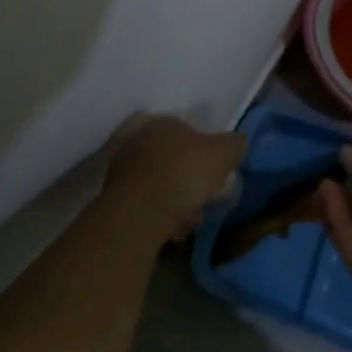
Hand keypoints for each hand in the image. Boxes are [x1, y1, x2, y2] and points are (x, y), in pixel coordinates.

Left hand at [105, 113, 246, 241]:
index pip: (186, 130)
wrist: (139, 214)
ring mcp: (121, 168)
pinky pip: (145, 203)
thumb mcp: (222, 154)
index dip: (204, 152)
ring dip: (174, 199)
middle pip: (171, 158)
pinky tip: (172, 230)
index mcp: (162, 121)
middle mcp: (137, 138)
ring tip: (190, 221)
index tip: (215, 174)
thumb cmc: (184, 174)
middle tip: (204, 198)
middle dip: (188, 179)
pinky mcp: (112, 197)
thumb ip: (234, 144)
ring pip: (158, 182)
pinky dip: (159, 213)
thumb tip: (239, 141)